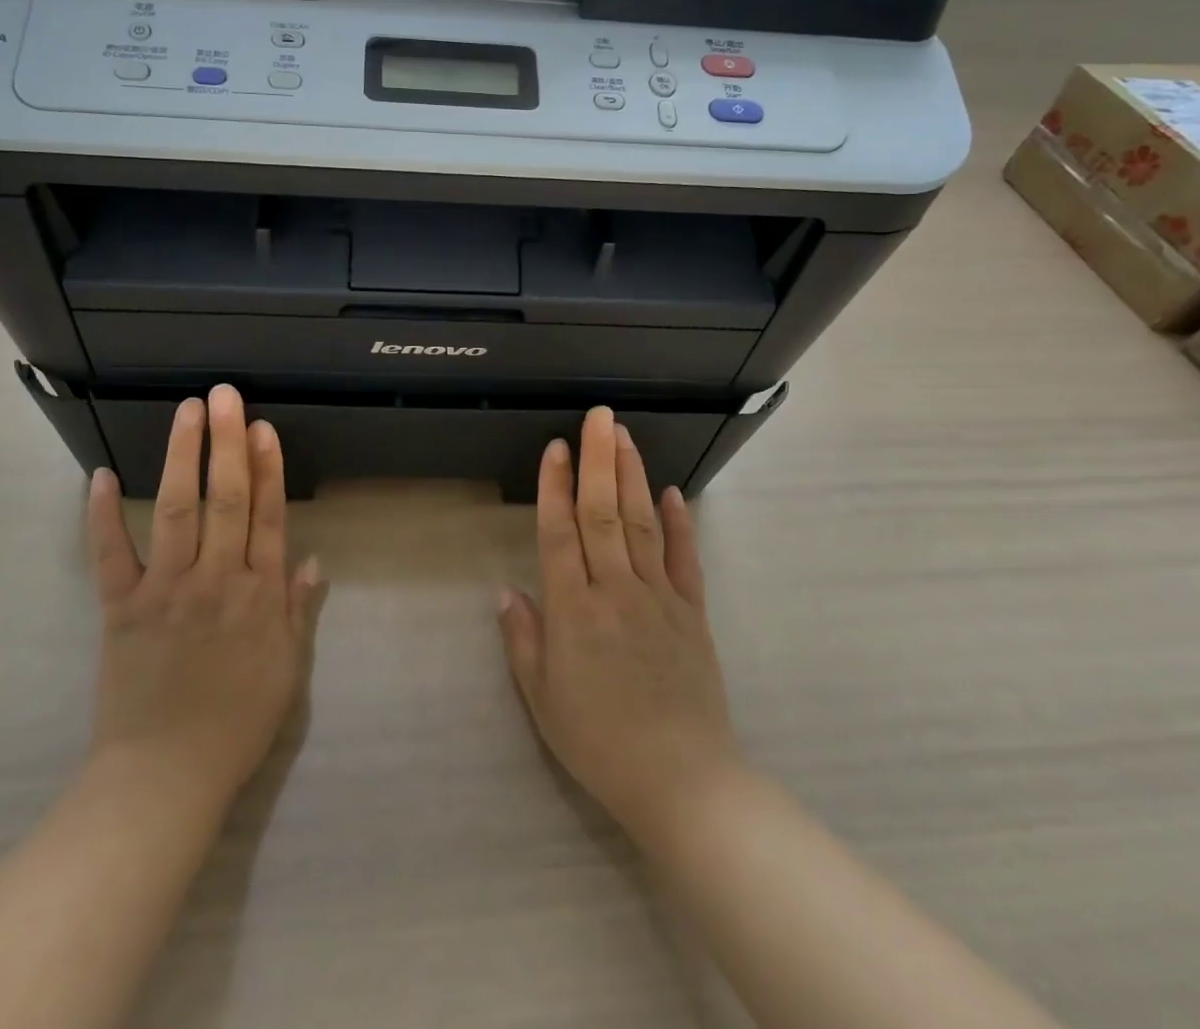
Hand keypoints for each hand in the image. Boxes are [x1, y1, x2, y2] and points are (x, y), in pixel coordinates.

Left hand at [83, 384, 318, 807]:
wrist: (164, 779)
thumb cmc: (235, 724)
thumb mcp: (287, 670)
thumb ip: (298, 610)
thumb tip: (315, 559)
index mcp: (259, 596)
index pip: (267, 516)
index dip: (267, 468)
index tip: (263, 427)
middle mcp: (216, 580)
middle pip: (226, 500)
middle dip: (226, 443)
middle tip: (225, 395)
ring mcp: (166, 591)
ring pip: (177, 511)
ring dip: (181, 457)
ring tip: (186, 411)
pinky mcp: (120, 609)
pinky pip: (109, 556)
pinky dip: (101, 516)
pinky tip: (99, 476)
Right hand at [498, 407, 740, 844]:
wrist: (683, 782)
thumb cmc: (600, 743)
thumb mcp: (543, 700)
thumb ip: (523, 639)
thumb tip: (507, 590)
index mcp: (574, 610)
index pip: (560, 533)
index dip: (554, 486)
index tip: (556, 446)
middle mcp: (616, 590)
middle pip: (604, 513)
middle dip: (598, 460)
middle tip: (599, 416)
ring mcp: (659, 597)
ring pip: (642, 523)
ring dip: (632, 476)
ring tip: (624, 436)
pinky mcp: (692, 612)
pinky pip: (684, 559)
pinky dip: (678, 522)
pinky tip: (671, 492)